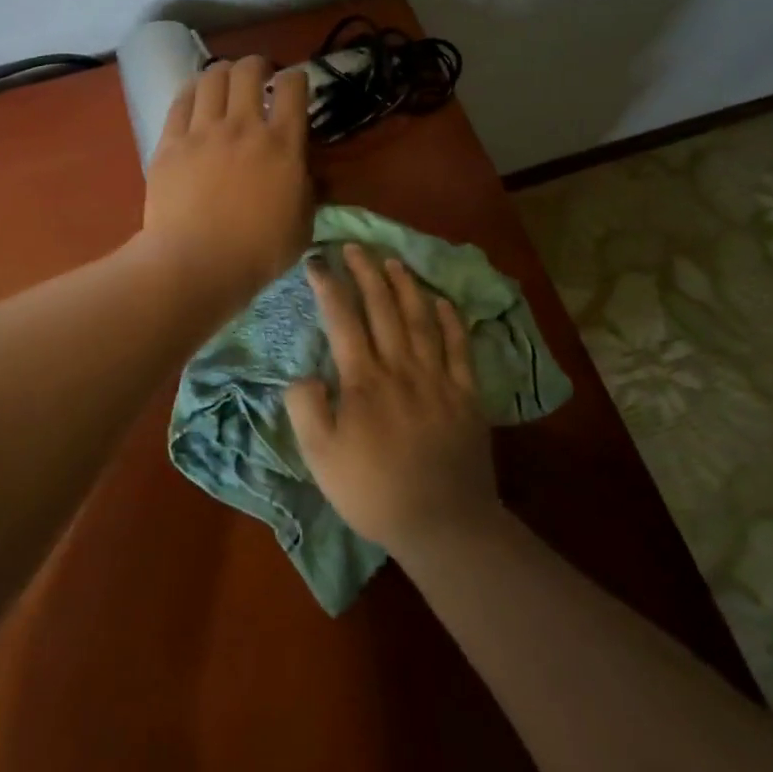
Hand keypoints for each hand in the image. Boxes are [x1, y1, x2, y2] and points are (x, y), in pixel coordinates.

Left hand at [139, 57, 312, 310]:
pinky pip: (180, 101)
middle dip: (257, 65)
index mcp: (282, 144)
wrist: (195, 264)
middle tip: (258, 75)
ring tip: (225, 81)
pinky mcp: (170, 142)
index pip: (292, 87)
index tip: (293, 84)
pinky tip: (195, 96)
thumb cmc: (257, 253)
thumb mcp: (302, 226)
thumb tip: (310, 173)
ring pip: (212, 77)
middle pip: (248, 70)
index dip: (295, 78)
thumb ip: (308, 191)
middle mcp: (243, 126)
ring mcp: (202, 131)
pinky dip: (191, 91)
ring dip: (223, 72)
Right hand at [286, 245, 500, 555]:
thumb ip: (306, 408)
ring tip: (393, 261)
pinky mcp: (466, 394)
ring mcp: (438, 378)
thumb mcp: (320, 458)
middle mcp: (401, 368)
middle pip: (383, 307)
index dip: (328, 284)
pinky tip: (442, 301)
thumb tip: (307, 373)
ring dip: (406, 285)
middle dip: (366, 271)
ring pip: (421, 318)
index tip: (316, 260)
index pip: (342, 319)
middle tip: (355, 246)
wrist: (443, 525)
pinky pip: (460, 347)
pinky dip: (451, 320)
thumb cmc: (374, 491)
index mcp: (364, 380)